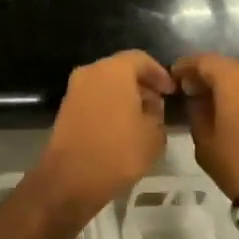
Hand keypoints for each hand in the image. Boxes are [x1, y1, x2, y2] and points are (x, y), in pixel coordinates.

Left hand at [33, 51, 174, 213]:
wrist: (71, 179)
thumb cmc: (119, 151)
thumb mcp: (154, 134)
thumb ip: (157, 112)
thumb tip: (151, 106)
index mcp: (114, 70)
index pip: (141, 59)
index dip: (160, 74)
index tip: (172, 92)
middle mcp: (91, 72)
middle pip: (122, 70)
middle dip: (142, 85)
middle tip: (159, 106)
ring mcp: (75, 90)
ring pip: (107, 84)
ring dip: (125, 96)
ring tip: (143, 119)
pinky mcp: (66, 108)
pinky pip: (94, 99)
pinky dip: (110, 106)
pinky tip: (122, 128)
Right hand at [172, 53, 238, 204]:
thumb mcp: (204, 141)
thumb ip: (197, 112)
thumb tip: (197, 99)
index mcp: (233, 79)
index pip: (203, 60)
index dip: (186, 66)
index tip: (173, 78)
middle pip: (226, 67)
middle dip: (207, 76)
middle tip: (191, 91)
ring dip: (227, 88)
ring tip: (212, 105)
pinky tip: (234, 115)